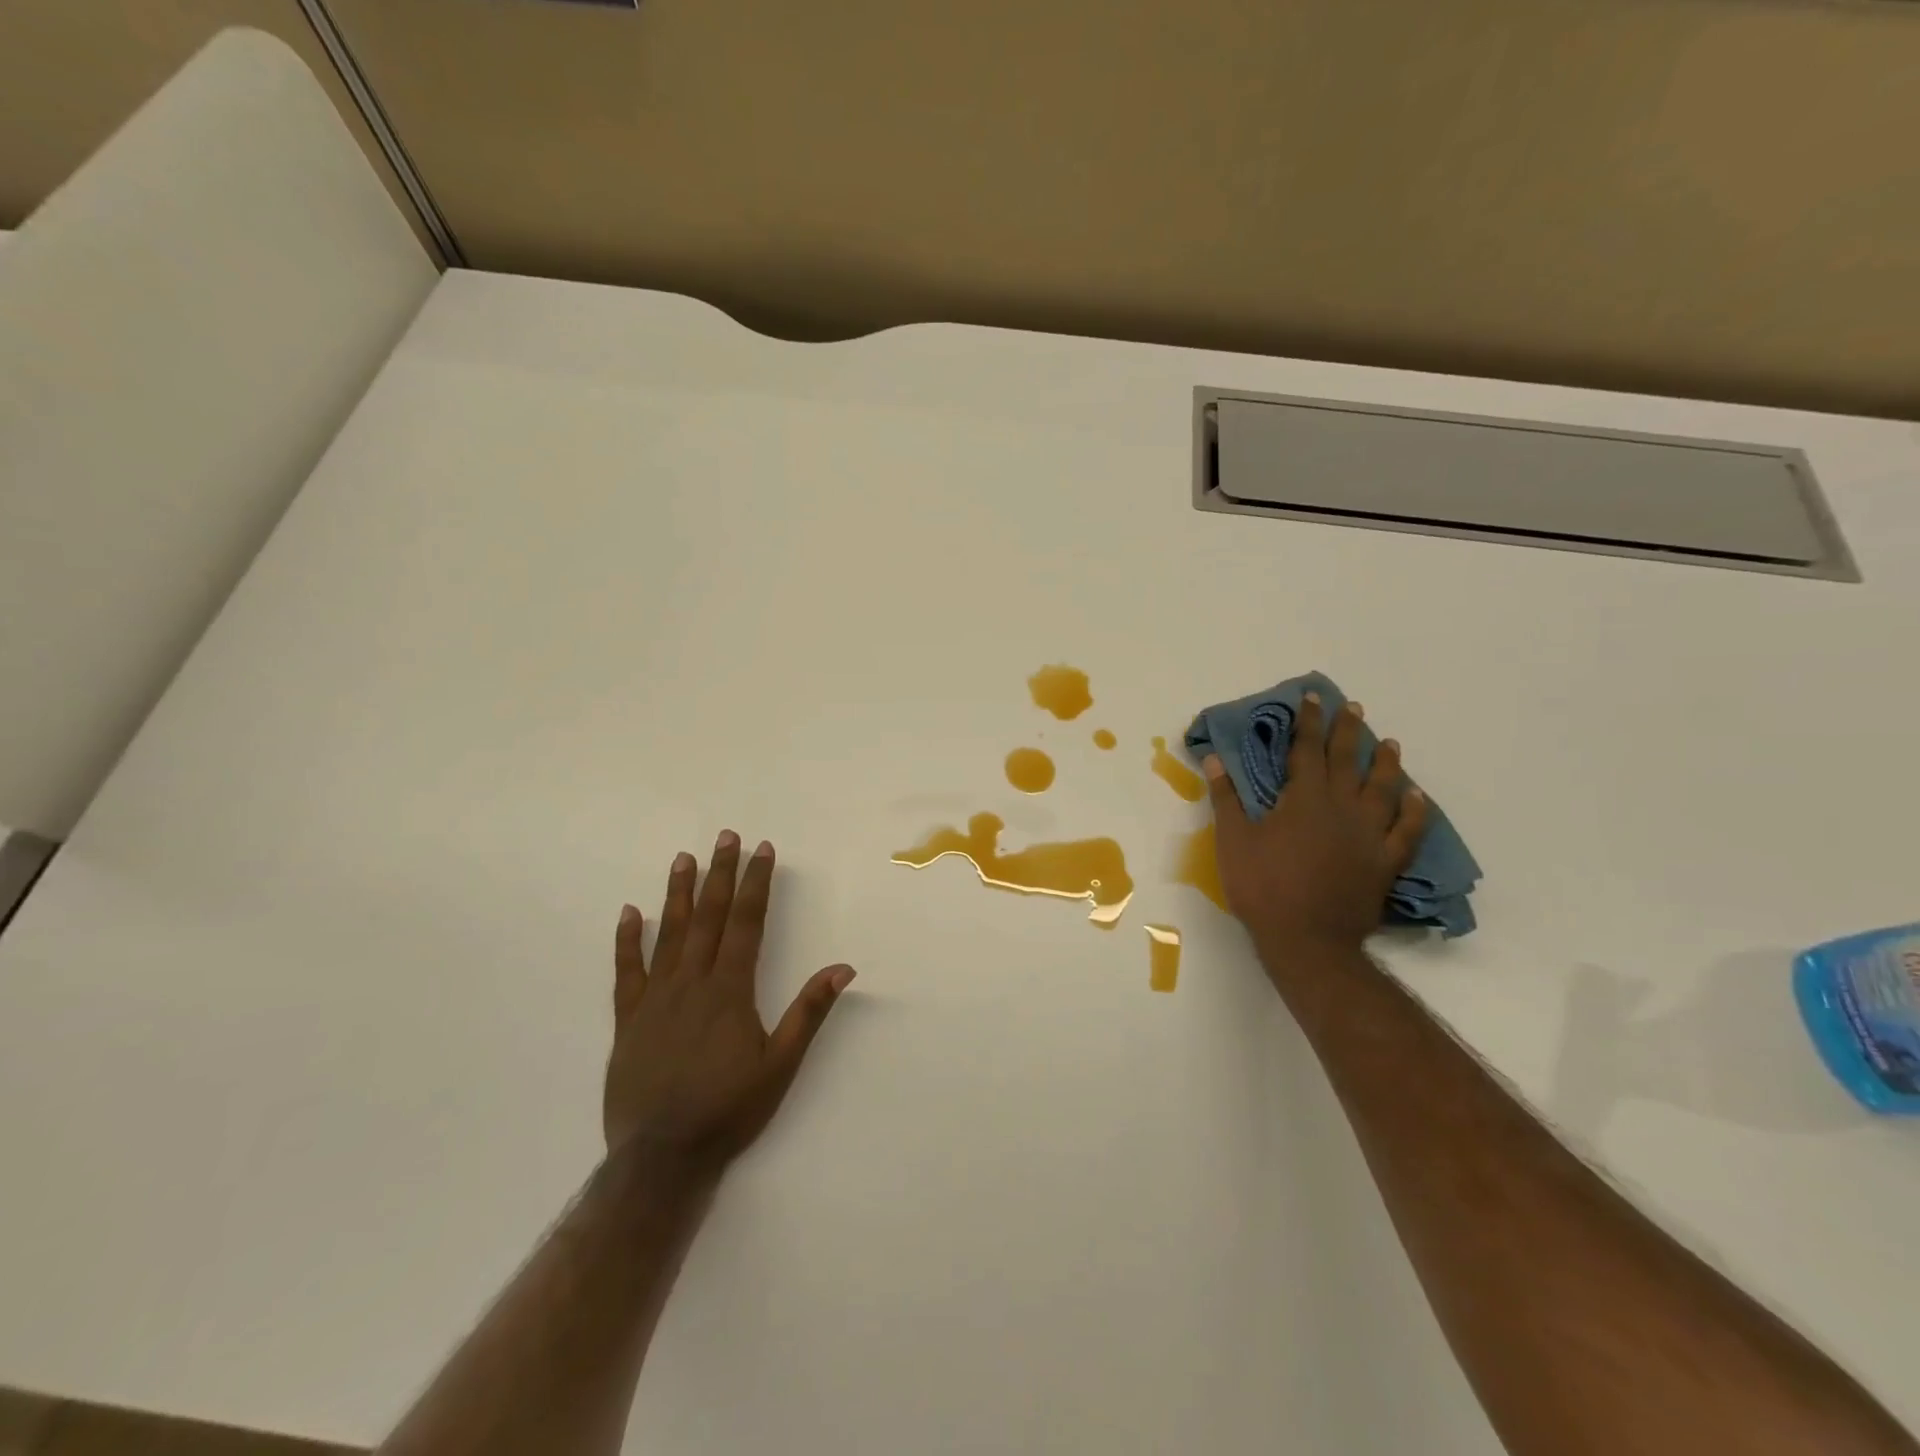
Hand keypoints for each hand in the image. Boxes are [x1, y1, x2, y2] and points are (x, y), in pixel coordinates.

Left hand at [604, 832, 854, 1173]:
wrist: (662, 1158)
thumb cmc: (729, 1110)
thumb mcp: (781, 1065)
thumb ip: (809, 1012)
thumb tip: (843, 967)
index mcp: (730, 990)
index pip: (747, 923)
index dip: (756, 884)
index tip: (763, 850)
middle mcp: (692, 983)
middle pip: (709, 917)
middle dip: (721, 873)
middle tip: (726, 836)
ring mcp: (655, 999)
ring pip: (669, 934)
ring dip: (679, 894)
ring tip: (684, 858)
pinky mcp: (628, 1020)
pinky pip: (626, 972)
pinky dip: (627, 940)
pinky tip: (630, 912)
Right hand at [1203, 694, 1428, 956]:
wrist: (1307, 939)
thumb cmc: (1263, 886)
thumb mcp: (1233, 840)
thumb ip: (1226, 798)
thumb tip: (1214, 759)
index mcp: (1305, 799)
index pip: (1308, 749)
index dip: (1309, 721)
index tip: (1313, 697)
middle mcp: (1342, 808)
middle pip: (1348, 760)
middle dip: (1347, 731)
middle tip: (1352, 708)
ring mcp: (1369, 835)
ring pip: (1383, 789)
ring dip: (1386, 763)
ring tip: (1389, 743)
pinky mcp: (1385, 862)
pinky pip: (1407, 830)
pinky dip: (1414, 811)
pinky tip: (1416, 797)